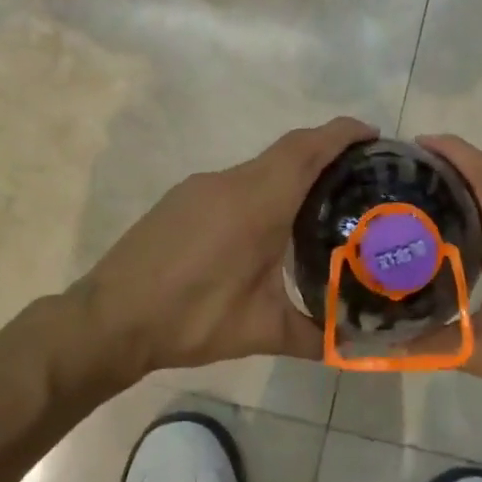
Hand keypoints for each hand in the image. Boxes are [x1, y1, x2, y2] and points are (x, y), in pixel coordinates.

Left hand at [68, 117, 377, 380]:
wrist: (109, 317)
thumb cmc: (190, 318)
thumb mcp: (259, 331)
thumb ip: (313, 336)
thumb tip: (353, 348)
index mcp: (257, 202)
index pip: (307, 149)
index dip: (341, 133)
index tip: (373, 135)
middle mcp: (231, 182)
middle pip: (287, 151)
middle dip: (325, 152)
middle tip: (358, 174)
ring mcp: (201, 187)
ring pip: (259, 166)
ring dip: (291, 173)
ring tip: (318, 204)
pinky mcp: (182, 198)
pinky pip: (235, 182)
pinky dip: (261, 189)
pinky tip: (264, 226)